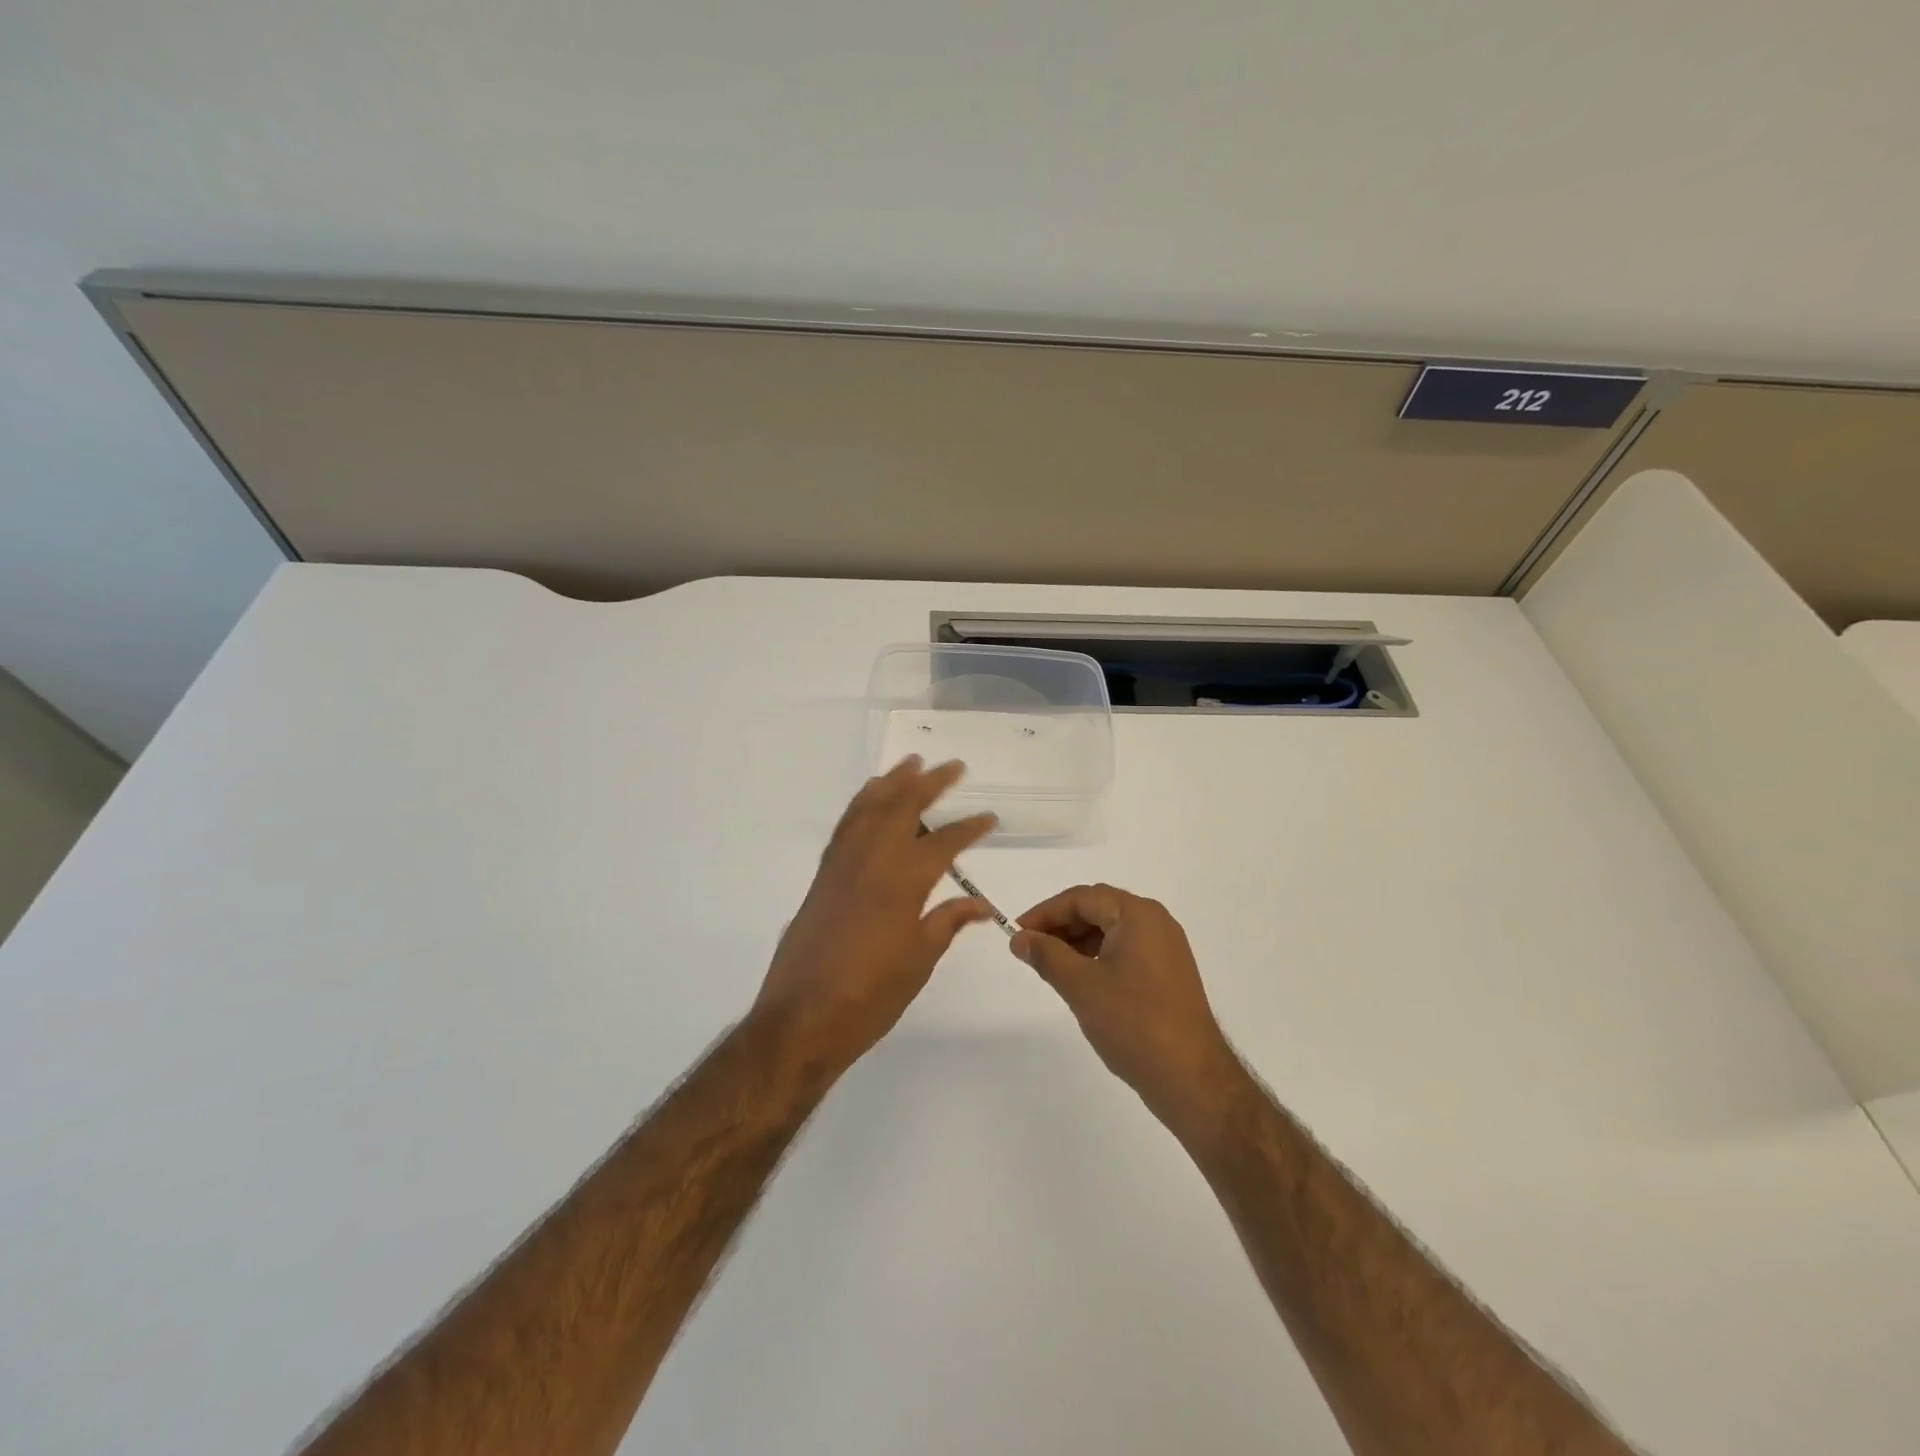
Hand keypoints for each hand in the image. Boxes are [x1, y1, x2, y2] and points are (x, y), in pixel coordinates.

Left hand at [752, 757, 996, 1079]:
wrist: (801, 1019)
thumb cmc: (869, 997)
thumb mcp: (918, 961)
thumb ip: (948, 922)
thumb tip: (980, 903)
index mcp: (902, 883)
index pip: (944, 843)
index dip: (969, 828)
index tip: (989, 818)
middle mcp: (871, 861)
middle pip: (903, 809)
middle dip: (930, 784)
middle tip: (953, 766)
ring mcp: (842, 865)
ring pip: (869, 809)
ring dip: (892, 783)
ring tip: (910, 763)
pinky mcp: (823, 876)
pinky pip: (845, 826)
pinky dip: (860, 805)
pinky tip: (869, 799)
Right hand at [1012, 885, 1240, 1131]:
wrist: (1191, 1079)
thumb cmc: (1133, 1023)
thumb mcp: (1081, 986)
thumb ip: (1047, 955)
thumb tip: (1020, 939)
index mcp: (1138, 915)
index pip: (1082, 898)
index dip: (1045, 912)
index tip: (1017, 934)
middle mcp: (1156, 923)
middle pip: (1098, 909)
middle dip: (1061, 926)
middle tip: (1030, 949)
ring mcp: (1166, 949)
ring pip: (1111, 931)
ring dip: (1077, 942)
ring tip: (1050, 967)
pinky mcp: (1168, 974)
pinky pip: (1125, 951)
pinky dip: (1097, 957)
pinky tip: (1080, 980)